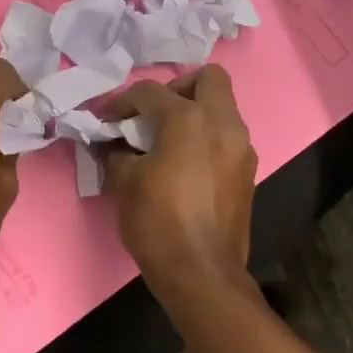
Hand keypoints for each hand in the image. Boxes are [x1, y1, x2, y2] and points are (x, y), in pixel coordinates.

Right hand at [103, 66, 256, 295]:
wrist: (201, 273)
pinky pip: (227, 137)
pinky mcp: (248, 172)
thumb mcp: (123, 183)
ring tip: (167, 141)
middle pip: (208, 79)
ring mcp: (242, 148)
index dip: (121, 102)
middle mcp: (223, 124)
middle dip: (178, 87)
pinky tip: (186, 165)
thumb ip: (116, 151)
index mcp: (189, 119)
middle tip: (154, 114)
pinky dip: (207, 138)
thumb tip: (113, 142)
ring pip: (223, 108)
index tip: (105, 119)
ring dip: (195, 113)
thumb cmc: (157, 223)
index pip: (150, 92)